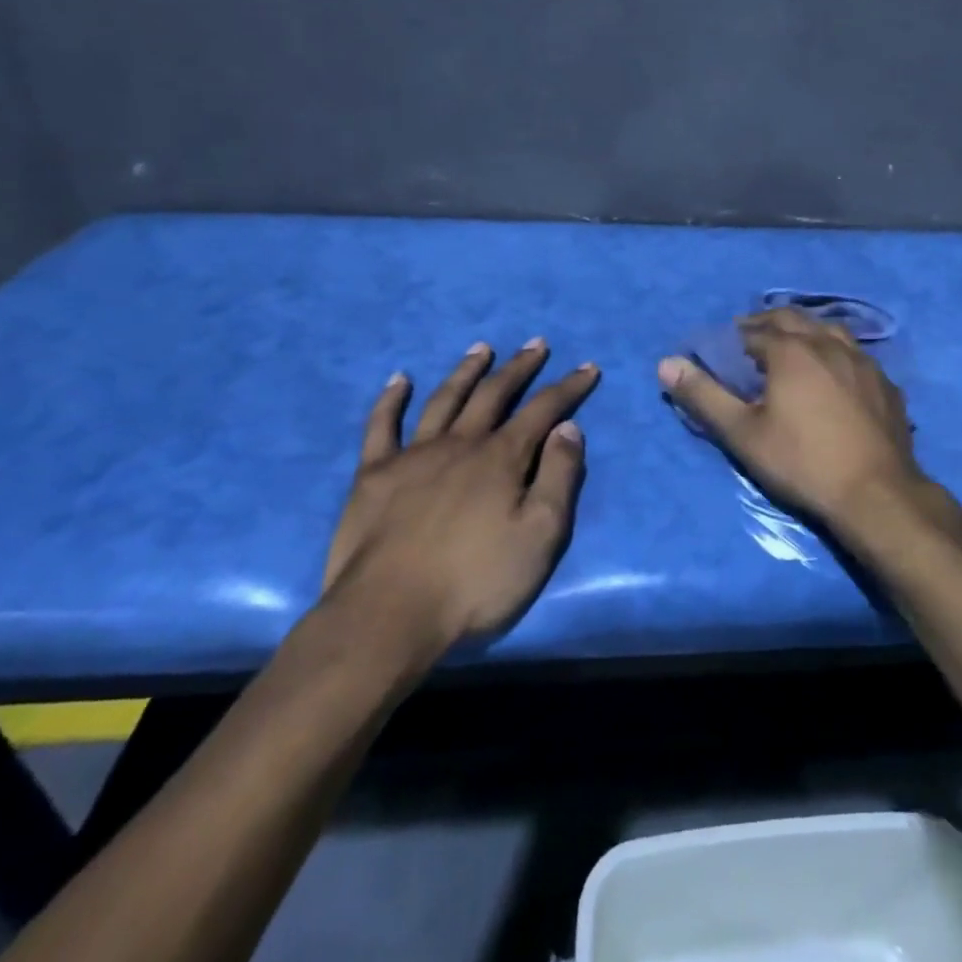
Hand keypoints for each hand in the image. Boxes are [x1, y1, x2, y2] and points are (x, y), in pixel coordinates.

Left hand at [323, 339, 599, 666]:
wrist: (387, 617)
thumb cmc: (475, 582)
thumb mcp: (540, 536)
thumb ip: (559, 477)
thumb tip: (568, 428)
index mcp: (501, 458)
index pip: (544, 410)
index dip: (569, 387)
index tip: (588, 367)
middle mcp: (460, 444)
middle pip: (494, 394)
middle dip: (519, 367)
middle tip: (535, 344)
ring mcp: (413, 456)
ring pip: (444, 399)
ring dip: (466, 371)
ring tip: (481, 349)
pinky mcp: (373, 475)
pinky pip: (381, 426)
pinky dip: (390, 400)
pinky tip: (399, 379)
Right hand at [658, 308, 931, 532]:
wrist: (875, 493)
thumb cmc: (802, 462)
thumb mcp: (743, 433)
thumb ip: (704, 396)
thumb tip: (666, 364)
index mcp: (791, 350)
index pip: (755, 330)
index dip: (736, 337)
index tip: (726, 349)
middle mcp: (828, 344)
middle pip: (793, 319)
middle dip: (768, 324)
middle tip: (753, 339)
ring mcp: (863, 361)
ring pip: (830, 330)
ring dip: (807, 332)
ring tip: (795, 347)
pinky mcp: (885, 383)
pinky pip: (857, 354)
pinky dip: (838, 354)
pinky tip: (837, 373)